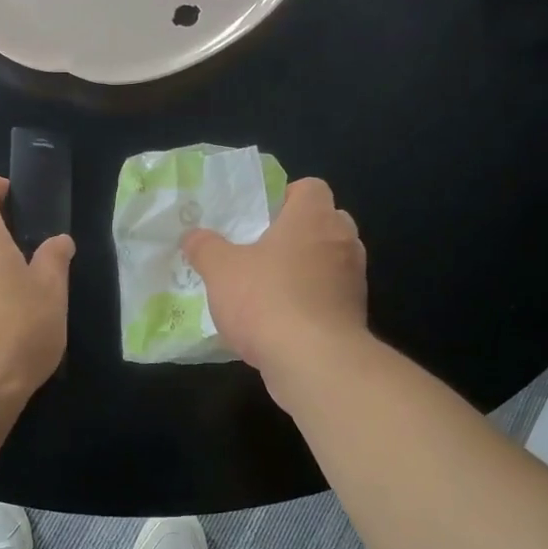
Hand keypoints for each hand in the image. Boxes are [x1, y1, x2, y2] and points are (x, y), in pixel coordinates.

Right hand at [182, 177, 367, 398]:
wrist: (314, 361)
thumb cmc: (267, 300)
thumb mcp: (220, 270)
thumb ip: (205, 248)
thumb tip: (192, 236)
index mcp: (313, 217)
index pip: (311, 187)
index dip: (286, 196)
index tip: (262, 215)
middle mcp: (342, 241)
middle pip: (325, 222)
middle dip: (298, 233)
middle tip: (264, 249)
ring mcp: (354, 279)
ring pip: (331, 261)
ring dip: (307, 269)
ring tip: (271, 287)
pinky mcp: (355, 314)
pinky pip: (331, 296)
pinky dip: (312, 301)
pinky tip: (283, 321)